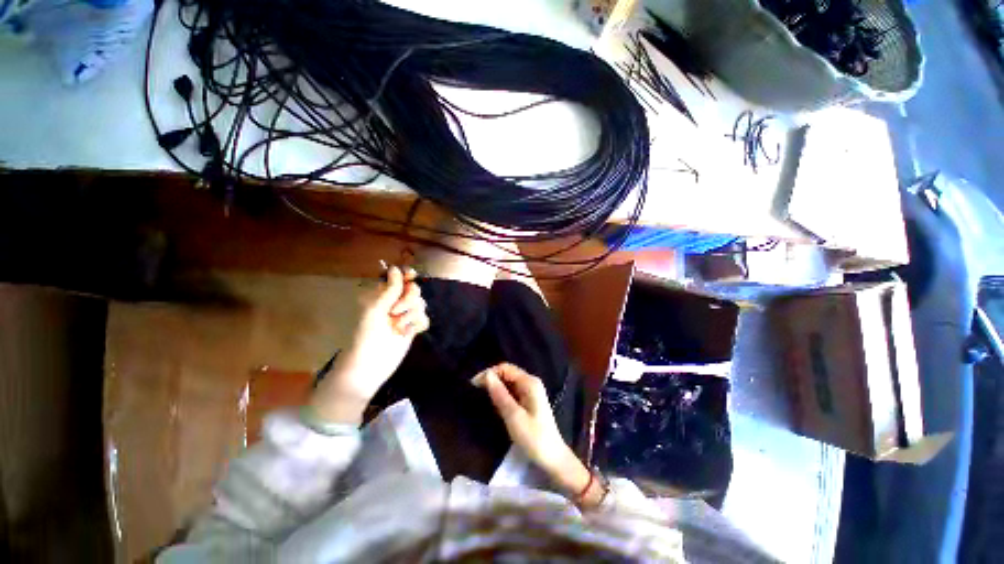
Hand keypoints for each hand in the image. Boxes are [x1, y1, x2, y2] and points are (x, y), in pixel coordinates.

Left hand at [309, 266, 428, 424]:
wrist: (371, 364)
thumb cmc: (366, 334)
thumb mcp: (376, 308)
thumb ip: (390, 289)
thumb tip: (396, 268)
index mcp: (381, 296)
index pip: (398, 279)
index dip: (406, 276)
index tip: (411, 276)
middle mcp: (394, 303)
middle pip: (413, 290)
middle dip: (407, 299)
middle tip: (395, 311)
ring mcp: (404, 316)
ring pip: (420, 304)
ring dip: (410, 314)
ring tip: (398, 326)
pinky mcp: (412, 327)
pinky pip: (424, 318)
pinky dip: (417, 324)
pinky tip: (408, 332)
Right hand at [473, 364, 593, 492]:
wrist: (553, 459)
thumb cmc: (534, 438)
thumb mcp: (513, 416)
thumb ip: (500, 394)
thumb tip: (487, 375)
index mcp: (529, 383)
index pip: (505, 368)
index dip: (489, 373)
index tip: (473, 385)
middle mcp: (530, 383)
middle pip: (507, 373)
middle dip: (491, 380)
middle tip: (475, 393)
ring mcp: (530, 392)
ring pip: (508, 383)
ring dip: (496, 389)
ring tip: (482, 400)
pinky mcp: (529, 402)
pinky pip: (512, 393)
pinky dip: (502, 397)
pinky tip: (495, 407)